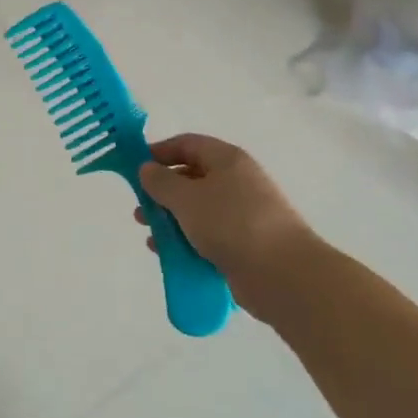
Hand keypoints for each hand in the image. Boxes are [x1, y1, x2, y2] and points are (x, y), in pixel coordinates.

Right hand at [135, 134, 318, 311]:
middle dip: (162, 192)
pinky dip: (187, 241)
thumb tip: (147, 168)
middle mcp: (237, 181)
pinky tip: (168, 254)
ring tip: (150, 235)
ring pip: (198, 210)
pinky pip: (209, 235)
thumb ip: (161, 182)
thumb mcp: (187, 198)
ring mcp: (243, 214)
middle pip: (192, 177)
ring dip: (171, 219)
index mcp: (227, 159)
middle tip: (140, 209)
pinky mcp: (245, 243)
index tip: (135, 168)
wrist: (282, 274)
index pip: (188, 144)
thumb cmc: (231, 224)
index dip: (159, 152)